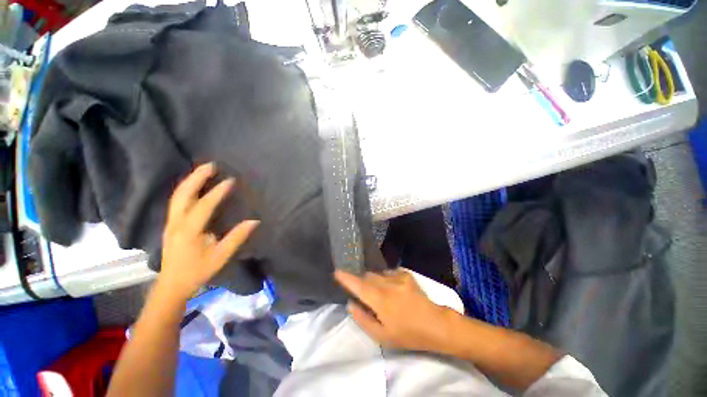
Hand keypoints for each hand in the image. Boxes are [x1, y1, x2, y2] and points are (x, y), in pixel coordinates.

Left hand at [159, 163, 258, 300]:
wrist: (172, 285)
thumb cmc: (197, 271)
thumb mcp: (220, 256)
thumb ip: (237, 237)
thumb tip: (254, 221)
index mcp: (189, 230)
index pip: (204, 205)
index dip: (218, 192)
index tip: (231, 180)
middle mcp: (176, 222)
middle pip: (183, 194)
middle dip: (196, 177)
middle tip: (211, 165)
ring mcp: (171, 222)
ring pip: (177, 196)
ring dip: (190, 181)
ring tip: (203, 170)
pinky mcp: (171, 224)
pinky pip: (177, 201)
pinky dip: (186, 189)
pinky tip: (194, 186)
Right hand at [335, 269, 454, 351]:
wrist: (435, 324)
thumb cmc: (408, 334)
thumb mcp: (382, 336)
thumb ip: (363, 319)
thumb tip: (351, 304)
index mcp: (380, 299)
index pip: (358, 285)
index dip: (346, 278)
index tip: (337, 272)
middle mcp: (387, 284)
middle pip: (367, 276)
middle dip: (362, 282)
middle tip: (365, 294)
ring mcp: (398, 277)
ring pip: (378, 274)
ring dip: (375, 281)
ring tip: (382, 294)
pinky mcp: (406, 274)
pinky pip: (389, 273)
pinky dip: (386, 279)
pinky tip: (394, 290)